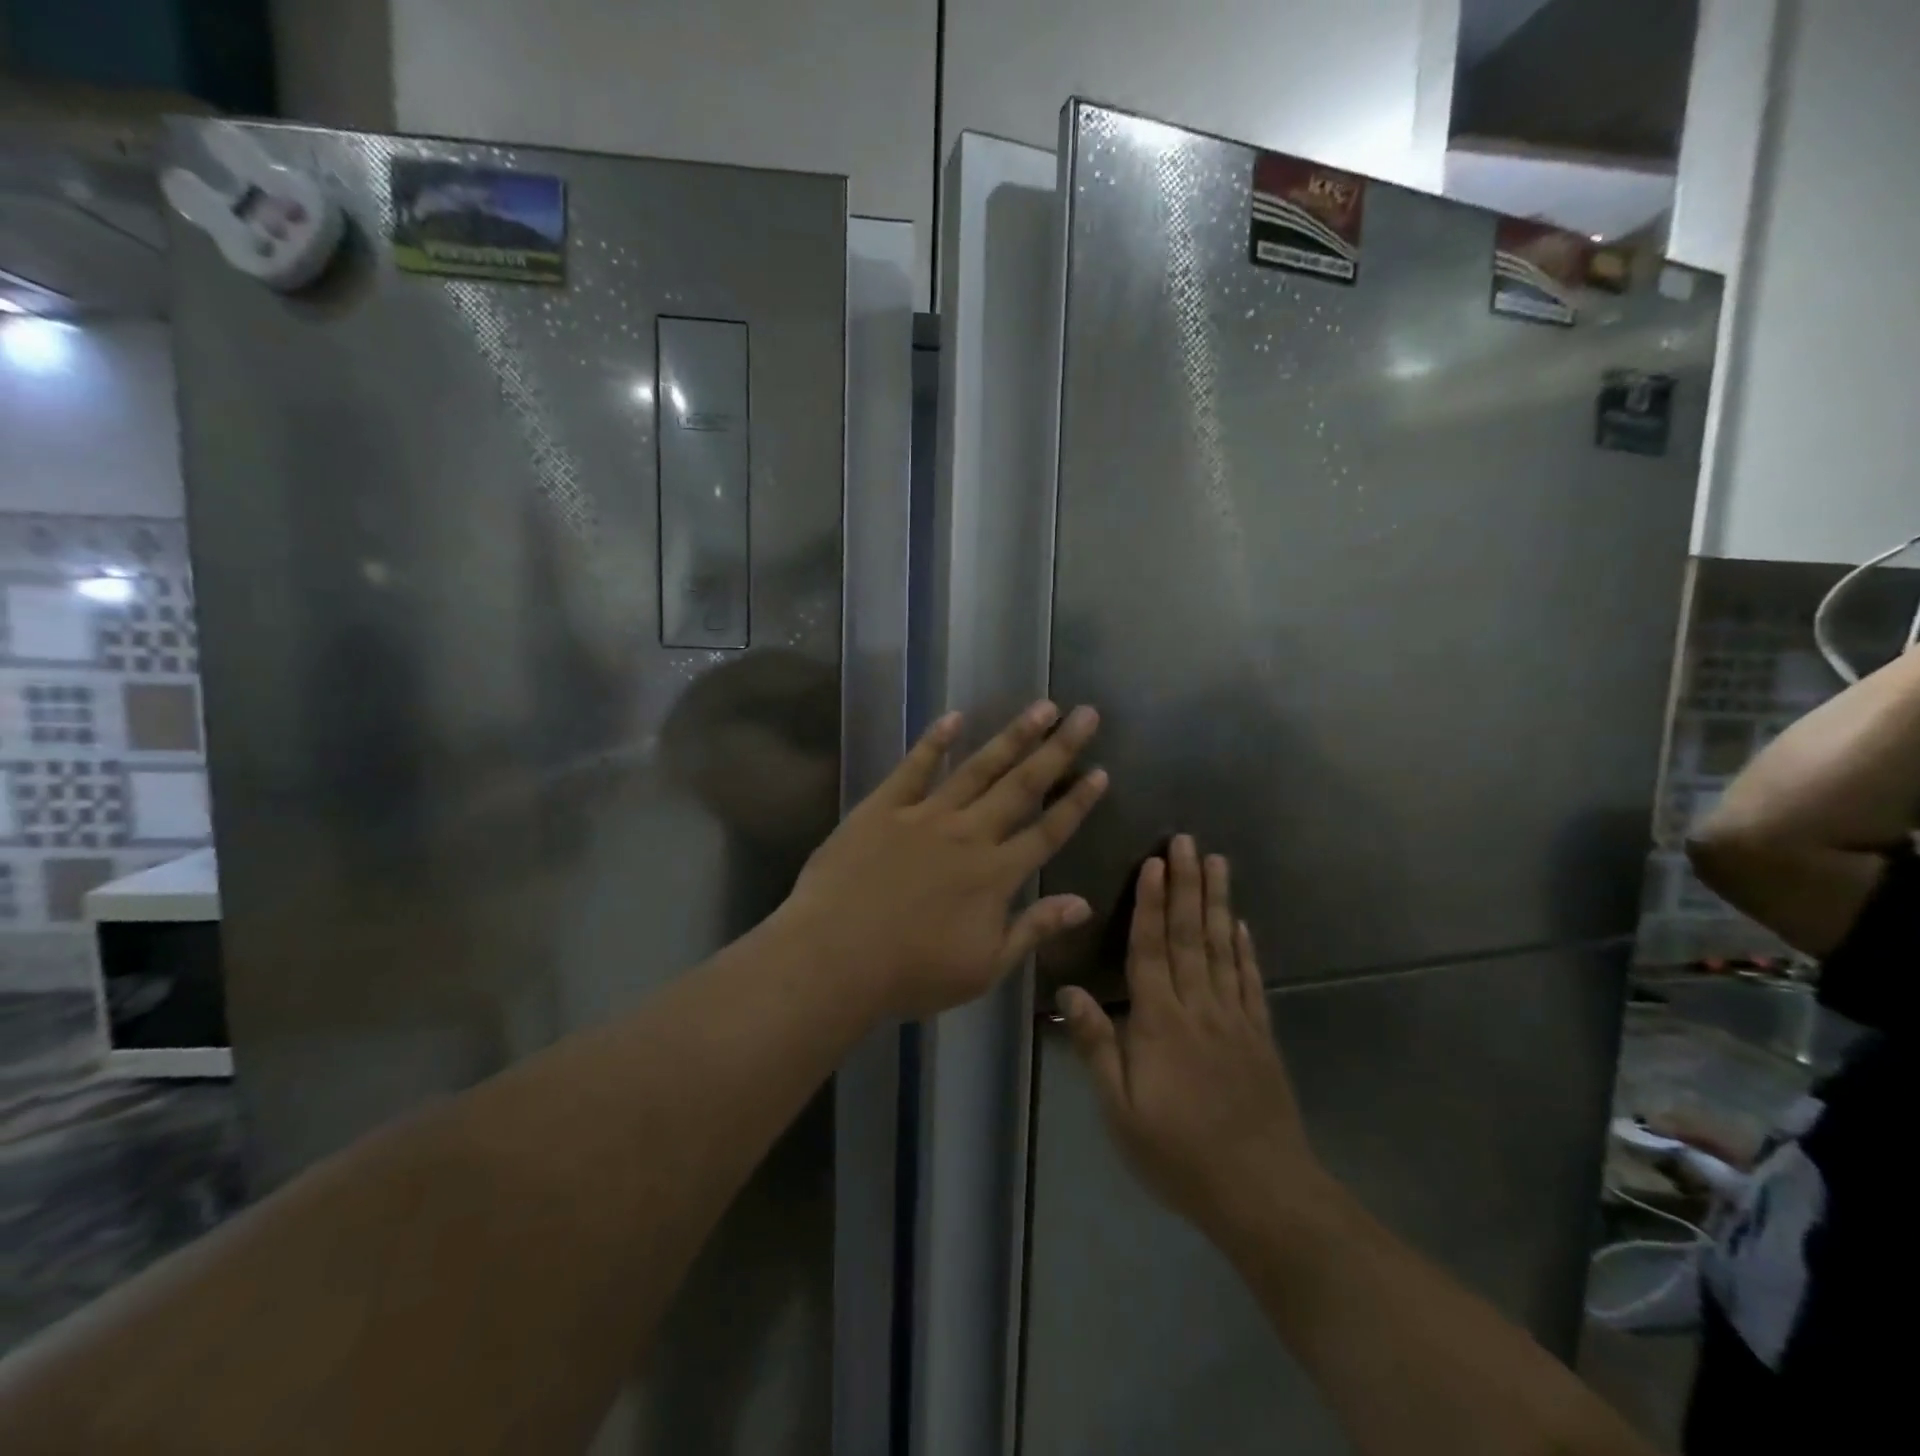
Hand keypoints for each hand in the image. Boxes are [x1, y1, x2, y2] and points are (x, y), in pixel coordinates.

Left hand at [784, 702, 1107, 1018]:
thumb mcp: (984, 968)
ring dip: (1012, 736)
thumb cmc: (912, 973)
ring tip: (1041, 707)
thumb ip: (1034, 930)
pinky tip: (955, 717)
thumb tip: (1083, 904)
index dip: (1077, 803)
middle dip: (1058, 750)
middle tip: (1085, 714)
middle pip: (1022, 786)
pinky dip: (935, 741)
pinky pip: (915, 767)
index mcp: (996, 875)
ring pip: (978, 768)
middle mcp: (969, 834)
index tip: (1101, 771)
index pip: (1048, 832)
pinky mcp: (884, 807)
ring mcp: (925, 816)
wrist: (835, 958)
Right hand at [1058, 836, 1329, 1245]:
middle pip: (1191, 936)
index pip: (1151, 950)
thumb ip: (1097, 1046)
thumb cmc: (1179, 1154)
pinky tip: (1243, 924)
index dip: (1151, 904)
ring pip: (1223, 948)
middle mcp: (1200, 1007)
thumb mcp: (1121, 1111)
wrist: (1262, 1194)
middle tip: (1188, 841)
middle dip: (1187, 885)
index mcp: (1160, 1022)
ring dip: (1218, 902)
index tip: (1154, 862)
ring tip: (1218, 862)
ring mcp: (1236, 1019)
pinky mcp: (1261, 1036)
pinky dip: (1246, 948)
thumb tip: (1069, 991)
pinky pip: (1251, 981)